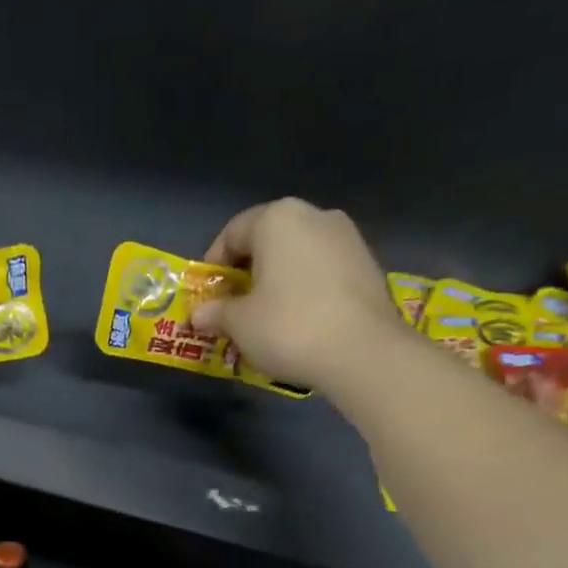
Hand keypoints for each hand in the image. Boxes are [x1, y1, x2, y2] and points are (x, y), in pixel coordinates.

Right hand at [191, 199, 405, 395]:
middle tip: (234, 308)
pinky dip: (306, 291)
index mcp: (277, 219)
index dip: (214, 264)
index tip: (207, 296)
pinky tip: (301, 323)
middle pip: (268, 240)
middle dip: (248, 273)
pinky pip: (324, 273)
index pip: (233, 232)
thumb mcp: (240, 324)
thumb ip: (217, 313)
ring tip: (267, 319)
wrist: (363, 352)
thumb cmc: (288, 327)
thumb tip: (199, 314)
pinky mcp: (368, 266)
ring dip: (279, 282)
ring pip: (299, 256)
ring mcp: (348, 238)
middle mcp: (315, 216)